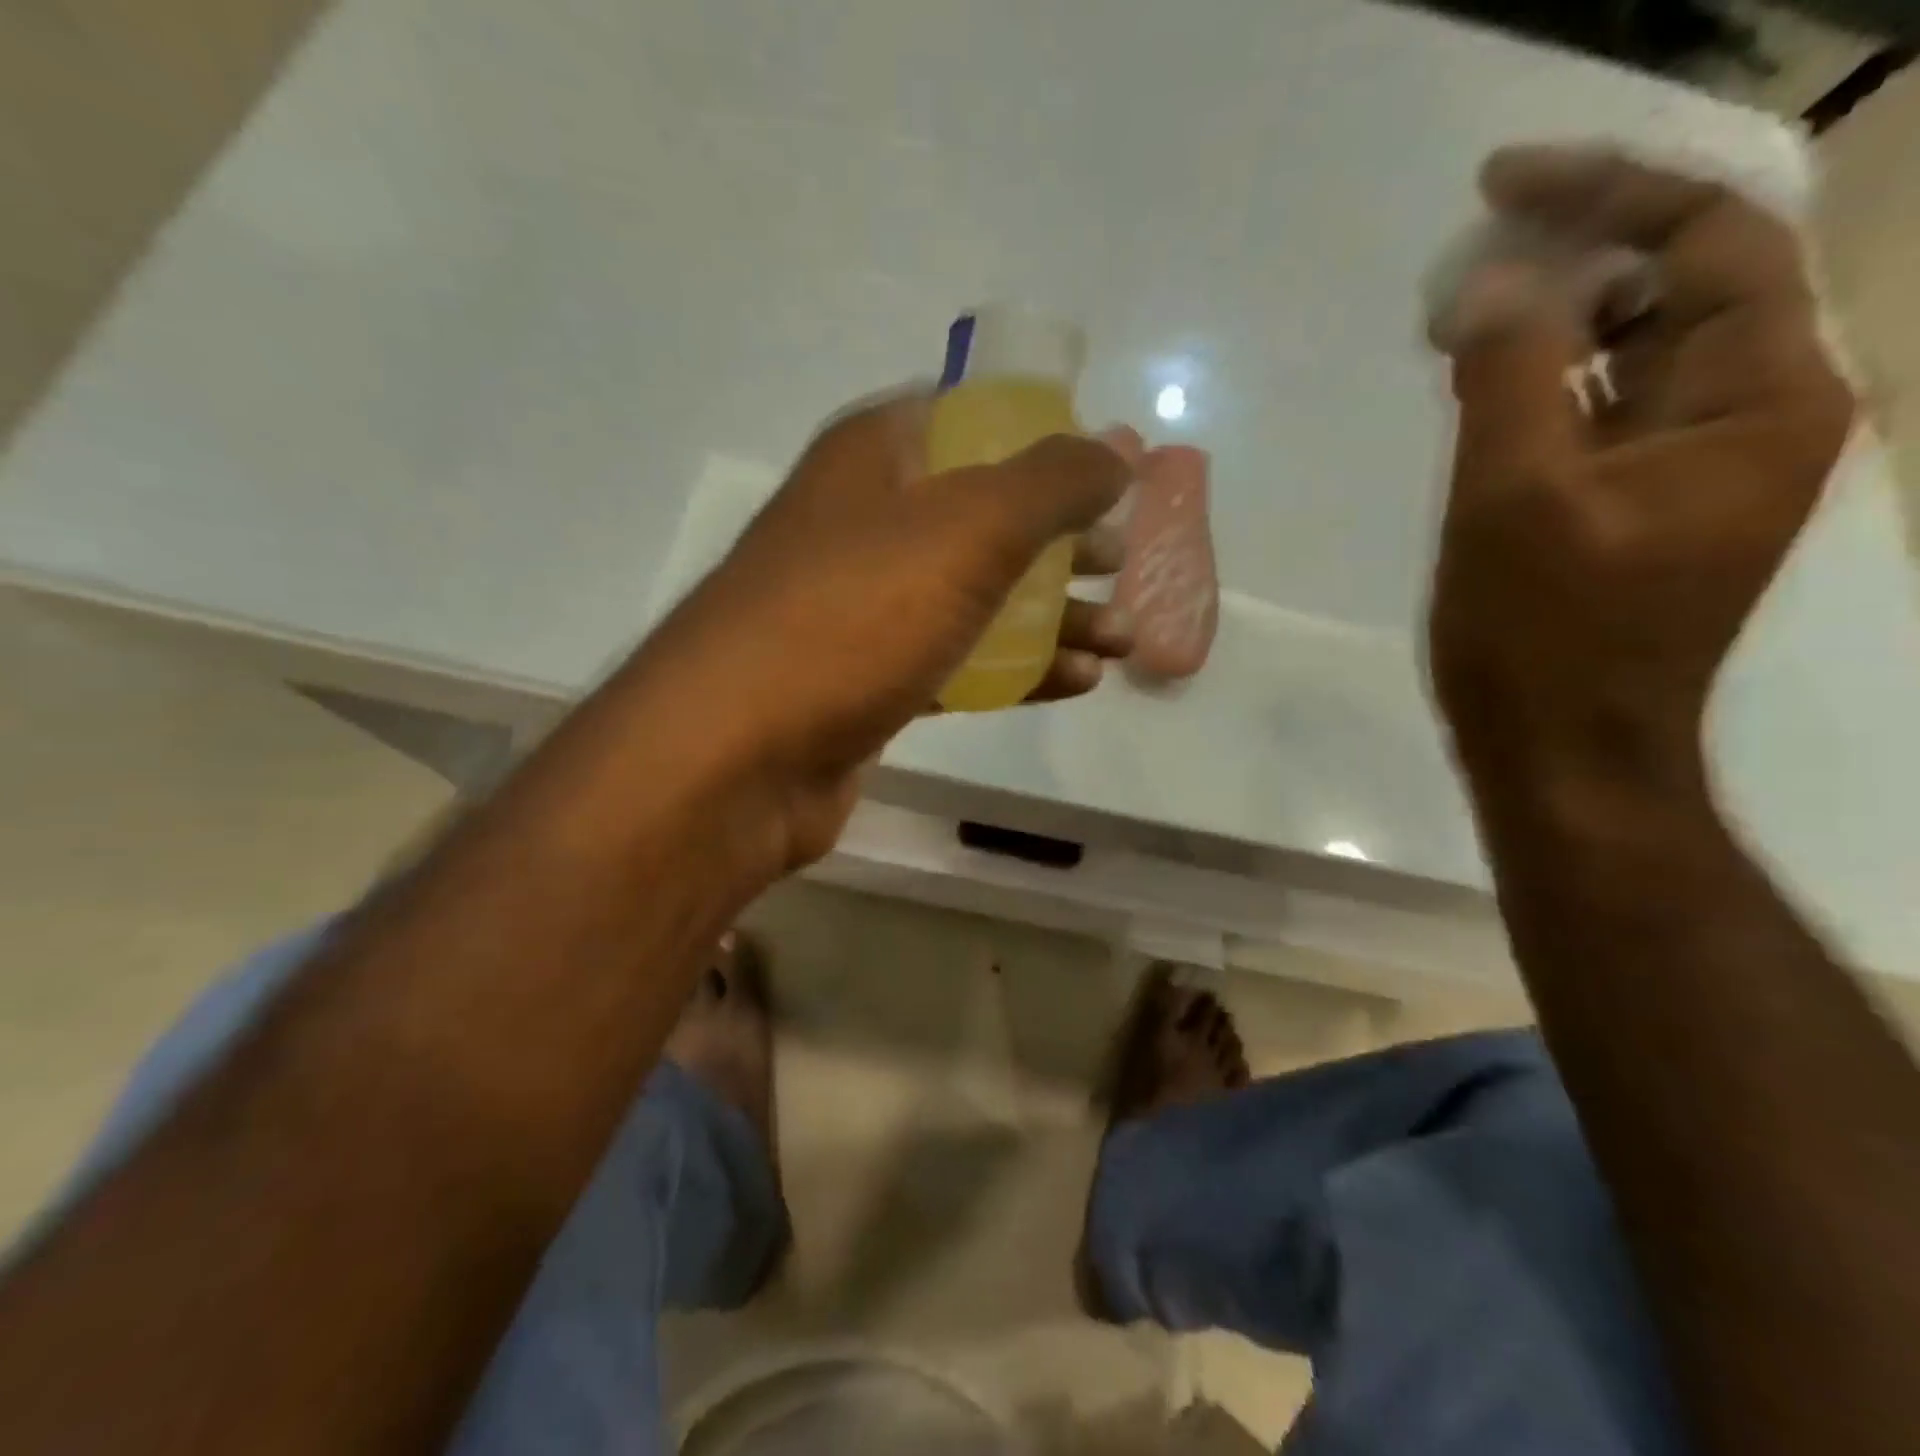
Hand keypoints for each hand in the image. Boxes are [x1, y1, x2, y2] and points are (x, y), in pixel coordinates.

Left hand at [642, 391, 1133, 866]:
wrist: (736, 756)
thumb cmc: (852, 617)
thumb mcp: (967, 529)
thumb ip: (1050, 482)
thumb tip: (1117, 449)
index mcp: (872, 459)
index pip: (969, 419)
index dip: (1045, 438)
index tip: (1107, 471)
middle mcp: (863, 525)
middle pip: (982, 515)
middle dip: (1061, 540)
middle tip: (1122, 562)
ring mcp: (862, 610)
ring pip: (975, 596)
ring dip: (1053, 615)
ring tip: (1124, 638)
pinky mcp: (867, 683)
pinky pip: (956, 662)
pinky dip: (1016, 669)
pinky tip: (1077, 683)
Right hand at [1427, 146, 1854, 790]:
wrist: (1561, 748)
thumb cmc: (1544, 635)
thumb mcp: (1514, 500)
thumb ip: (1508, 377)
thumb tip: (1492, 282)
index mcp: (1758, 401)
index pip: (1708, 242)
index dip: (1605, 193)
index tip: (1499, 183)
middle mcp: (1749, 416)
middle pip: (1679, 285)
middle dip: (1574, 250)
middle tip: (1468, 251)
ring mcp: (1689, 465)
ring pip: (1632, 350)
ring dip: (1551, 318)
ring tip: (1457, 312)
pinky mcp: (1632, 503)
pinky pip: (1598, 411)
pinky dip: (1542, 383)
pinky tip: (1479, 381)